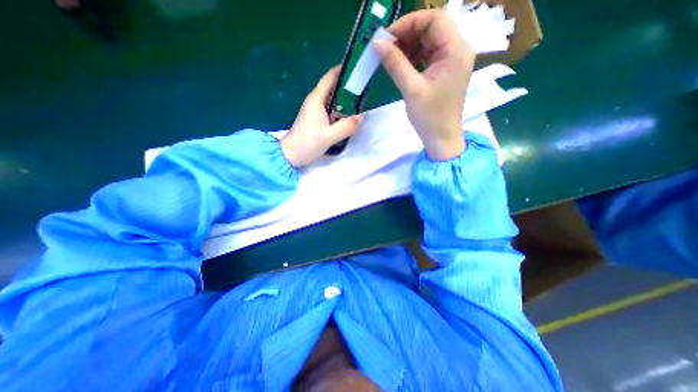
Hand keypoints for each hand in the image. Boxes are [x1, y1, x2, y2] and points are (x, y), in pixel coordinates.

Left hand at [280, 67, 361, 164]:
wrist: (291, 155)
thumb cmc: (307, 143)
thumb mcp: (328, 136)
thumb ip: (346, 127)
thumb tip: (360, 118)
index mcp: (316, 100)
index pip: (330, 78)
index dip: (342, 71)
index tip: (357, 69)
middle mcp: (316, 102)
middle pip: (333, 88)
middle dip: (347, 87)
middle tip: (363, 89)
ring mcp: (315, 111)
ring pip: (333, 101)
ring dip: (345, 101)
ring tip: (360, 103)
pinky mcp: (317, 120)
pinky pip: (331, 111)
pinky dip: (341, 112)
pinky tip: (349, 118)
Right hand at [374, 9, 477, 160]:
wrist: (441, 139)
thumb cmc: (430, 117)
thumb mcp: (411, 89)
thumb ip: (395, 64)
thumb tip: (376, 43)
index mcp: (456, 51)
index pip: (435, 19)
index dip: (409, 23)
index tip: (387, 37)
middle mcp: (457, 51)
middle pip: (432, 29)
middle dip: (407, 35)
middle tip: (385, 48)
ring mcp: (451, 62)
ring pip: (428, 43)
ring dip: (408, 47)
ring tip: (390, 58)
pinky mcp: (443, 72)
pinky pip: (427, 57)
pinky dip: (413, 58)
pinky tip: (400, 66)